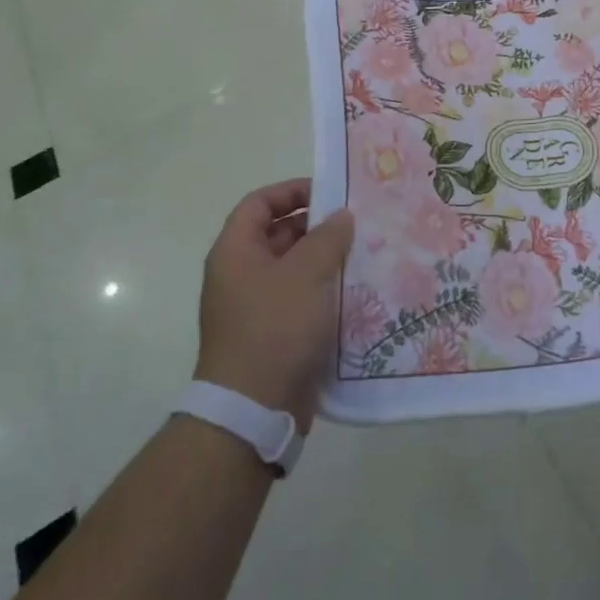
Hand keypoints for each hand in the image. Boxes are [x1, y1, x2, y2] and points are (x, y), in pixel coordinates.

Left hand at [193, 179, 353, 428]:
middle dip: (316, 226)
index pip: (259, 203)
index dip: (292, 190)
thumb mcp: (308, 272)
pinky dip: (323, 290)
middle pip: (278, 234)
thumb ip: (328, 237)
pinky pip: (299, 298)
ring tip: (363, 254)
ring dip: (325, 259)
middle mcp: (239, 274)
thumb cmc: (276, 327)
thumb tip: (341, 217)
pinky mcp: (271, 333)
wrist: (253, 408)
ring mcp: (254, 306)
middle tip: (356, 224)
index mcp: (235, 252)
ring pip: (293, 268)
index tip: (329, 193)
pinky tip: (355, 291)